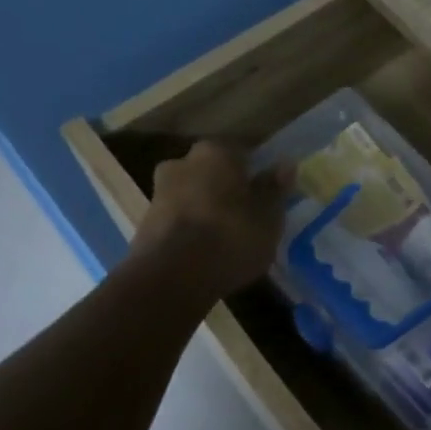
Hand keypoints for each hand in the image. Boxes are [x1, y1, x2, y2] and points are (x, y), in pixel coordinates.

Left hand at [129, 142, 289, 299]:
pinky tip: (205, 250)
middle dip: (227, 187)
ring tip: (227, 236)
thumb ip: (275, 188)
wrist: (170, 278)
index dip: (256, 172)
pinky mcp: (145, 222)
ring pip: (193, 194)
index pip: (242, 152)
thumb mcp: (268, 216)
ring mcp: (159, 192)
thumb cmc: (230, 237)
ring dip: (207, 208)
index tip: (267, 192)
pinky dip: (191, 228)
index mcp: (216, 152)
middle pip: (212, 171)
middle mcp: (183, 162)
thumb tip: (285, 164)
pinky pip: (179, 218)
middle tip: (247, 213)